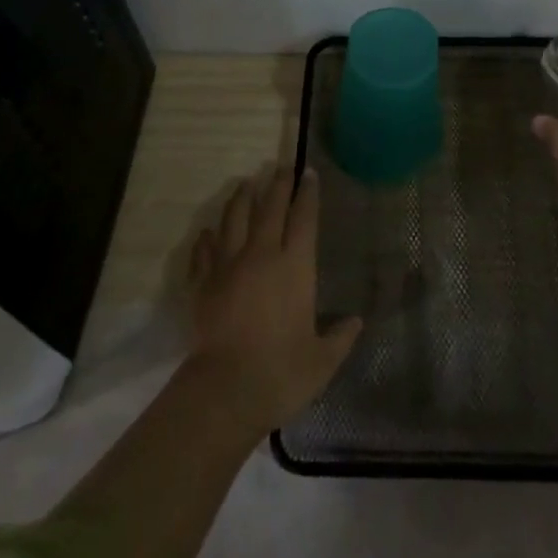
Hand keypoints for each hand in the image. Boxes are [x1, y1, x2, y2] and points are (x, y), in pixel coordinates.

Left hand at [186, 164, 361, 432]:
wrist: (225, 391)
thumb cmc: (281, 373)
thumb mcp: (322, 360)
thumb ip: (340, 338)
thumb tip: (356, 322)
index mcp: (295, 267)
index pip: (304, 218)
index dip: (308, 194)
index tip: (309, 173)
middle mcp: (261, 256)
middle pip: (269, 208)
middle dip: (277, 184)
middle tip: (281, 166)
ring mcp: (227, 267)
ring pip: (234, 220)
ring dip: (241, 199)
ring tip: (245, 184)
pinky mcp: (201, 284)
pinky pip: (203, 251)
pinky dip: (207, 238)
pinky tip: (208, 232)